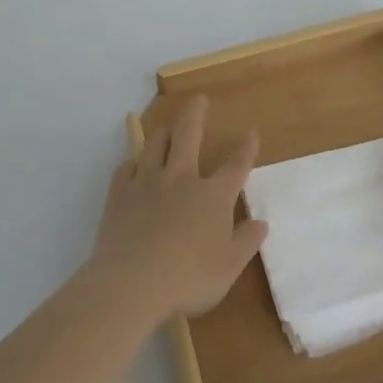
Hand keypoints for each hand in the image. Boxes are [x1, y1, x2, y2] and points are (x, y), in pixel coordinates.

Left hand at [90, 96, 266, 323]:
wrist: (132, 283)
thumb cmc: (188, 278)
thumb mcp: (228, 268)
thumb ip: (246, 242)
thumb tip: (261, 222)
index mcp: (212, 195)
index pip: (235, 165)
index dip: (246, 148)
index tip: (251, 132)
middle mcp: (181, 177)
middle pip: (189, 133)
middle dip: (196, 113)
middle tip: (199, 99)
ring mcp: (147, 181)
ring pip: (155, 143)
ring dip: (163, 134)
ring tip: (166, 131)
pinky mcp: (120, 192)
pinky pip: (126, 167)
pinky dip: (132, 165)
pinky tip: (133, 169)